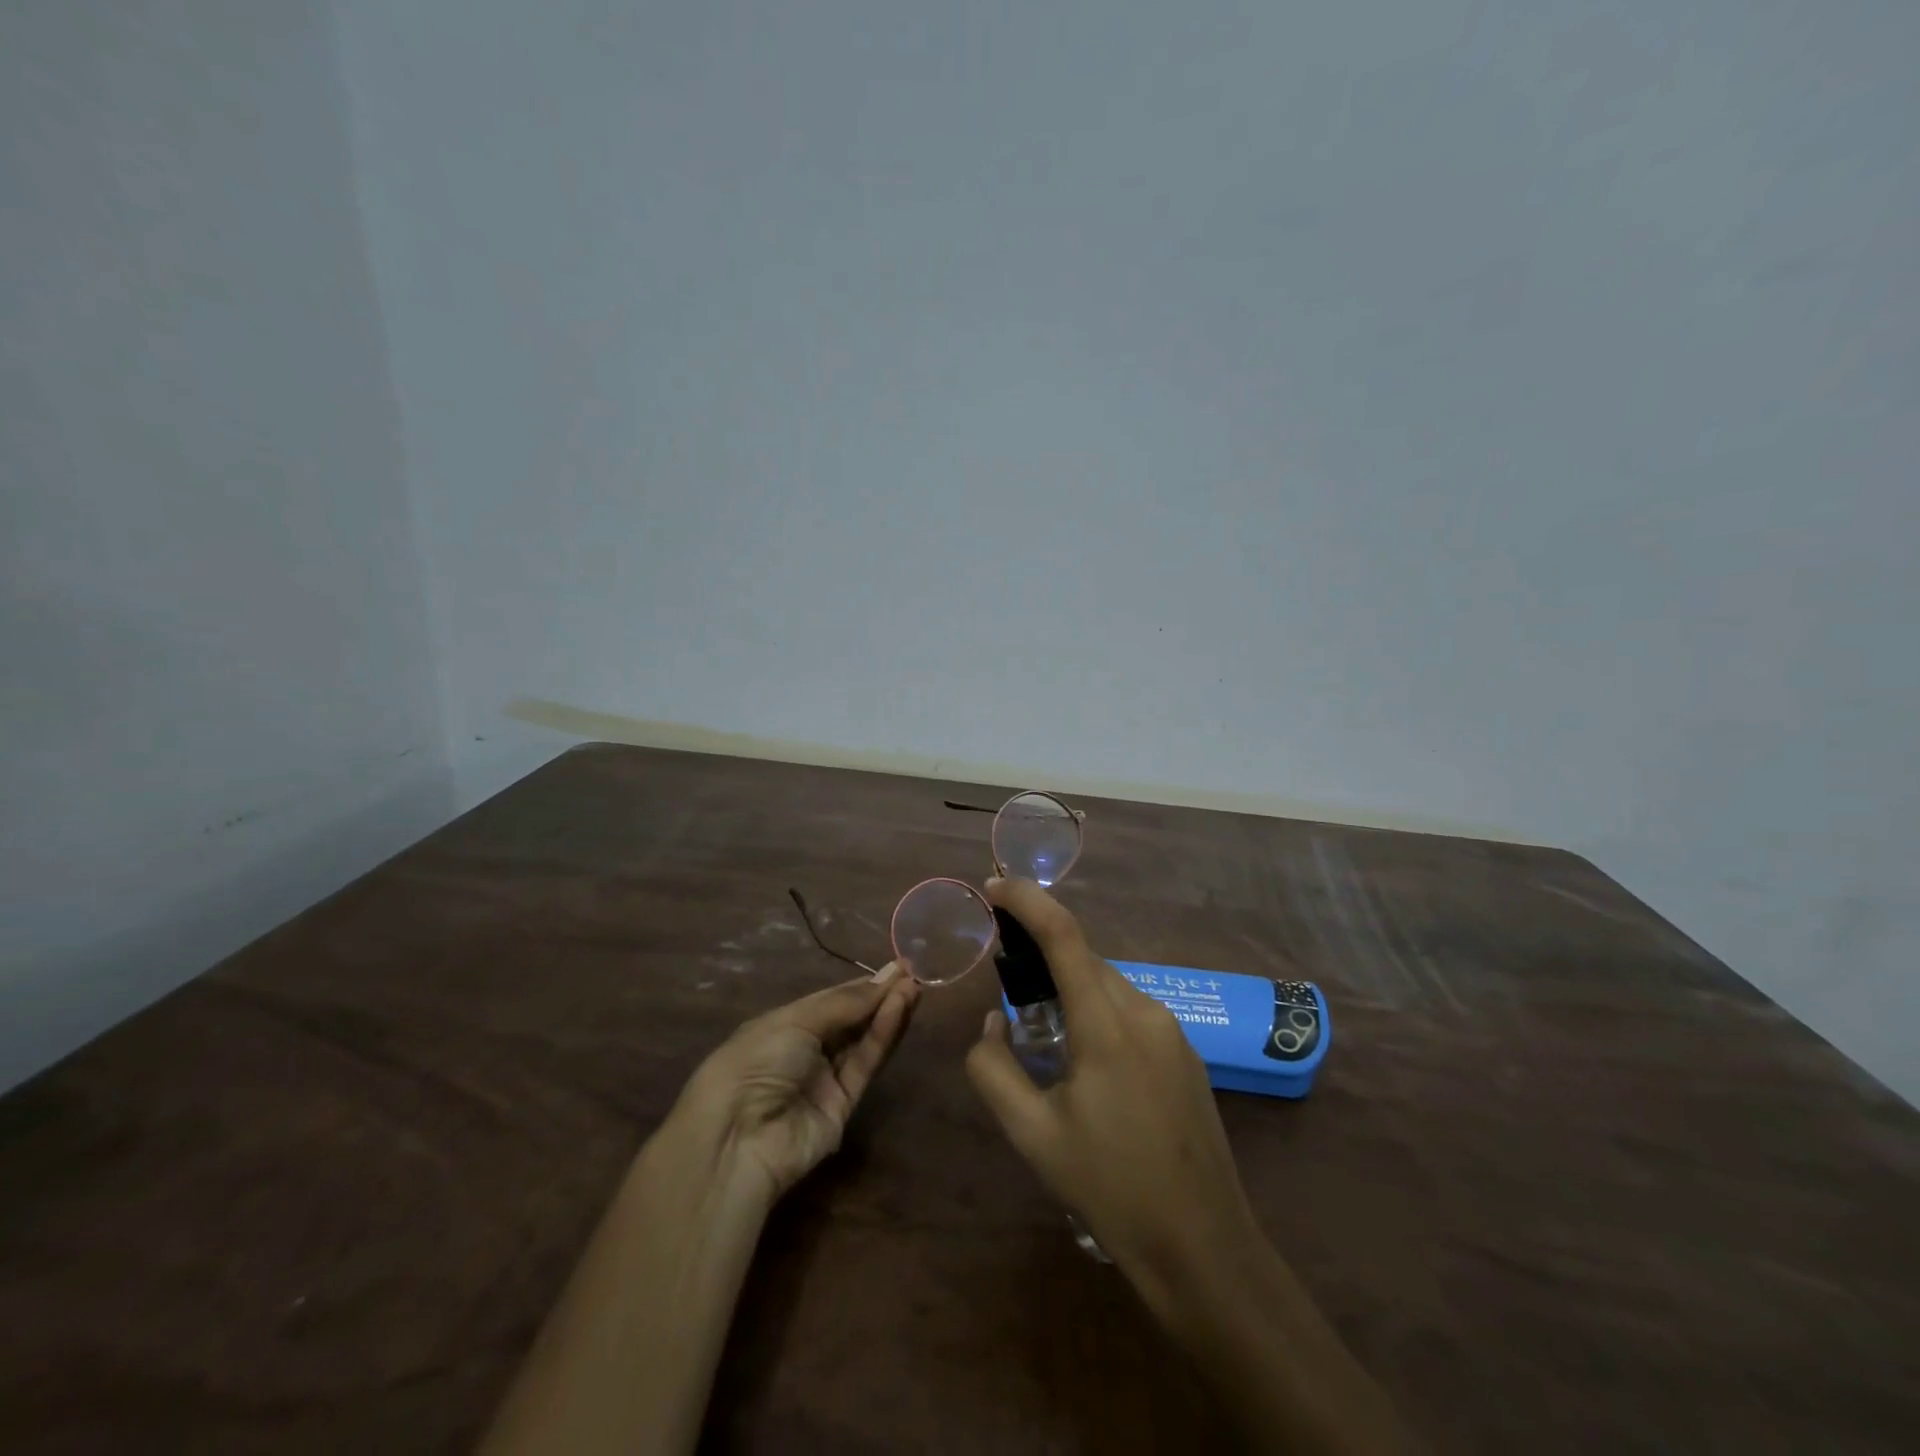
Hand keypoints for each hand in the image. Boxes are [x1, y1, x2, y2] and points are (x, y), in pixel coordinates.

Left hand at [673, 963, 919, 1199]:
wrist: (738, 1138)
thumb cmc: (756, 1061)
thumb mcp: (796, 1021)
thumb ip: (845, 1003)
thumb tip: (886, 978)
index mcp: (784, 1025)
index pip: (831, 1000)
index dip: (861, 984)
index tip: (895, 967)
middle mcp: (806, 1050)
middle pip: (851, 1019)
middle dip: (879, 996)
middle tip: (911, 973)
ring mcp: (825, 1079)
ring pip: (862, 1041)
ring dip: (887, 1013)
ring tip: (914, 987)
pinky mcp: (844, 1105)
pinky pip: (865, 1064)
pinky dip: (883, 1036)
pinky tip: (899, 1009)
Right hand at [965, 880, 1261, 1306]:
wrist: (1203, 1246)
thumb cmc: (1110, 1187)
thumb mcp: (1032, 1134)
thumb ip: (994, 1069)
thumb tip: (992, 1023)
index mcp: (1106, 1024)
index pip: (1064, 935)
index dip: (1027, 901)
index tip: (995, 885)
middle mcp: (1145, 1012)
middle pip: (1086, 959)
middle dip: (1044, 955)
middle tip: (1009, 983)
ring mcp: (1173, 1032)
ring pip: (1110, 985)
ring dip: (1073, 989)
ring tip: (1046, 1035)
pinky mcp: (1187, 1055)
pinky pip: (1133, 1012)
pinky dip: (1100, 1012)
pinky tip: (1090, 1064)